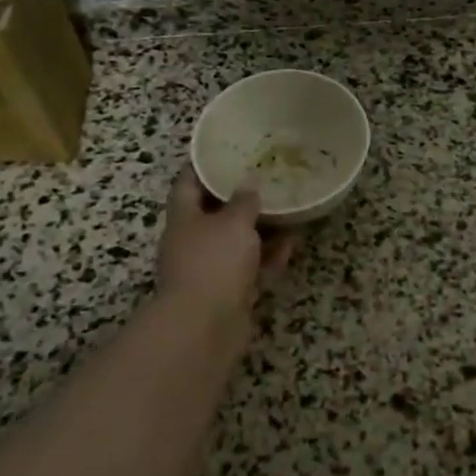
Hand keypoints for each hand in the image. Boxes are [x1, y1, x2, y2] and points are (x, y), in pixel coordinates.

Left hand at [154, 167, 296, 331]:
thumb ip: (244, 201)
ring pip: (237, 242)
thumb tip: (249, 185)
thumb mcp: (233, 222)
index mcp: (183, 218)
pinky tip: (292, 243)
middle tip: (266, 179)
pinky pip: (252, 267)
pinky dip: (269, 256)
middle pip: (215, 213)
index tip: (221, 151)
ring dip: (261, 229)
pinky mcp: (229, 292)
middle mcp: (192, 242)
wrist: (206, 325)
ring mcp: (210, 269)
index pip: (187, 184)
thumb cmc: (214, 261)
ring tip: (288, 209)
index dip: (202, 166)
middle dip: (239, 199)